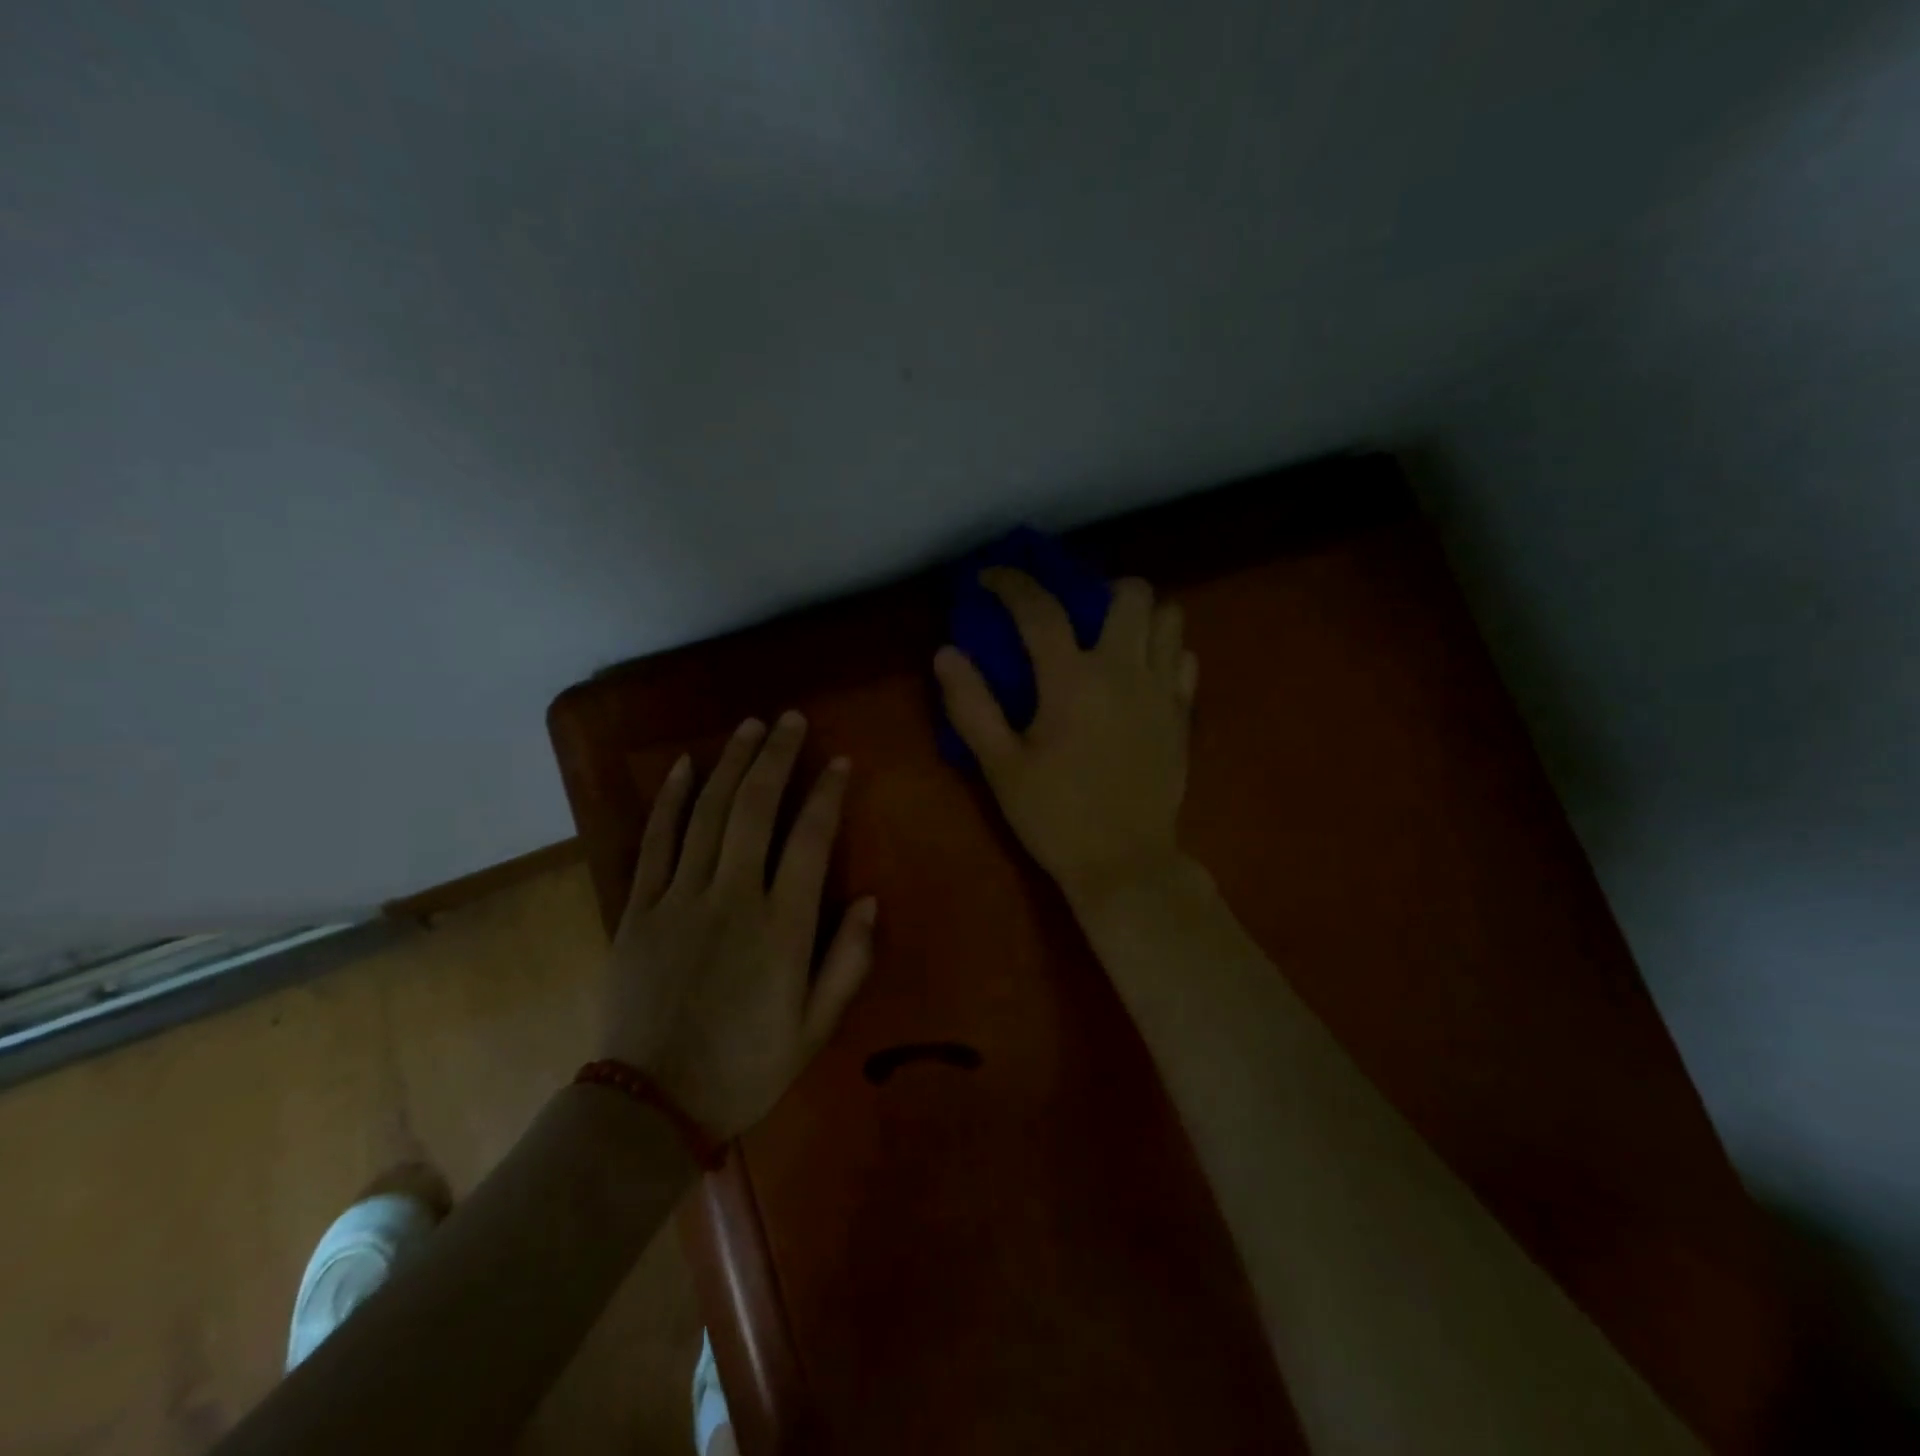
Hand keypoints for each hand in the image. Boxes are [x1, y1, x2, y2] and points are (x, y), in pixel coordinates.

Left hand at [602, 712, 877, 1141]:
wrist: (651, 1105)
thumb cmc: (745, 1068)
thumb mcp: (815, 1028)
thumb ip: (847, 962)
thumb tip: (870, 900)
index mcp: (782, 927)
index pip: (810, 839)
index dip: (827, 793)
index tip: (838, 761)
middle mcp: (732, 898)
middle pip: (755, 808)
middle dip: (776, 756)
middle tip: (791, 719)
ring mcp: (680, 899)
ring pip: (707, 813)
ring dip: (730, 763)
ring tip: (750, 726)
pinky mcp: (639, 909)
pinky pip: (655, 842)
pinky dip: (669, 800)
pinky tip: (682, 766)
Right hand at [935, 569, 1198, 913]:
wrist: (1125, 864)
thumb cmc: (1055, 817)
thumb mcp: (1000, 767)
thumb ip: (971, 706)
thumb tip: (946, 654)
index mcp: (1072, 680)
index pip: (1040, 609)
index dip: (1011, 583)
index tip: (990, 578)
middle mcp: (1124, 670)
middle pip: (1129, 593)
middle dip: (1098, 589)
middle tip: (1074, 617)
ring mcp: (1161, 690)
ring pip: (1168, 617)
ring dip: (1139, 616)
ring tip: (1111, 640)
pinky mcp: (1182, 715)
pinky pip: (1184, 659)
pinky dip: (1163, 652)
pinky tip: (1140, 676)